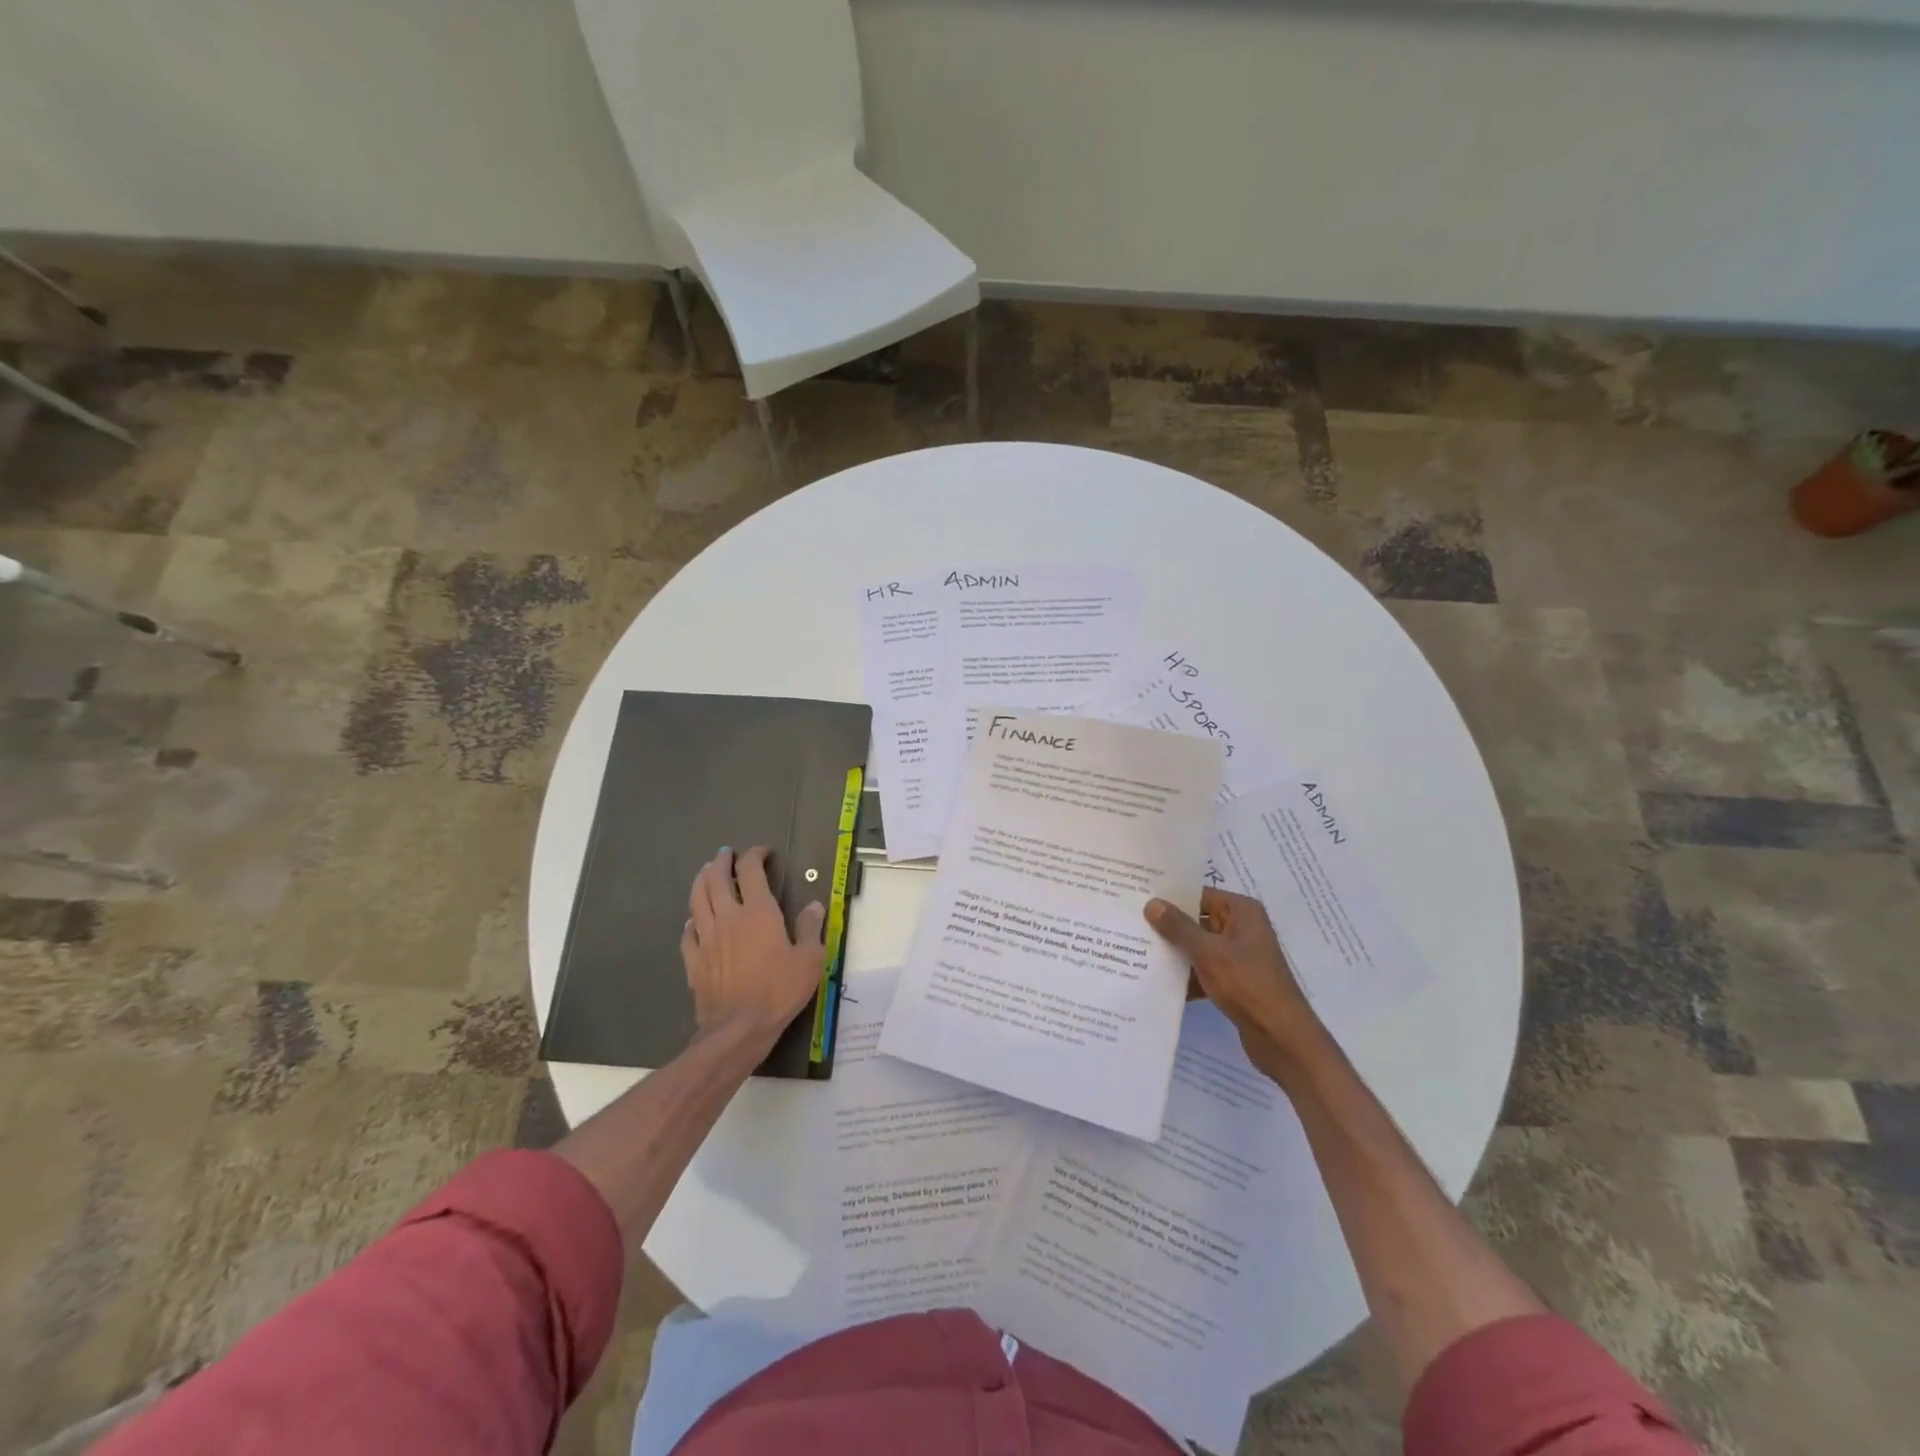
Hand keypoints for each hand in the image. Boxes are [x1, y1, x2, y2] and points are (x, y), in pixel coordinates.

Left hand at [683, 848, 826, 1046]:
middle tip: (727, 853)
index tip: (763, 852)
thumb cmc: (779, 991)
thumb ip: (811, 928)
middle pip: (716, 878)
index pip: (751, 870)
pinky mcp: (693, 960)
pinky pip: (687, 932)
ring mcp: (706, 938)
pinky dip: (692, 919)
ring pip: (697, 898)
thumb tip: (814, 905)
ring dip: (702, 880)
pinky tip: (695, 920)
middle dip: (721, 860)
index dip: (755, 855)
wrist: (738, 1029)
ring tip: (706, 873)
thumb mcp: (810, 959)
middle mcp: (728, 917)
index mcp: (758, 912)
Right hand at [1145, 889, 1326, 1077]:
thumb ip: (1178, 927)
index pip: (1199, 895)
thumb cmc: (1246, 984)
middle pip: (1198, 920)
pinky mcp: (1236, 981)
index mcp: (1242, 911)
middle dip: (1168, 927)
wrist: (1282, 1037)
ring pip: (1199, 947)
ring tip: (1136, 952)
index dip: (1170, 898)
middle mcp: (1242, 928)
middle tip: (1131, 925)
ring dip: (1175, 953)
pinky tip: (1158, 982)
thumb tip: (1152, 903)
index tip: (1138, 899)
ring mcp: (1240, 956)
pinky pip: (1204, 970)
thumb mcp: (1207, 952)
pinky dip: (1187, 976)